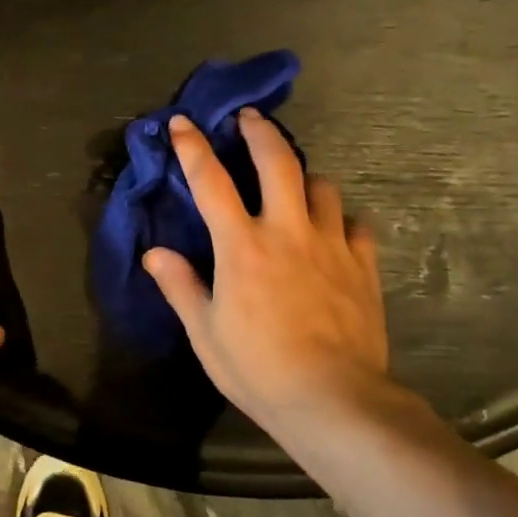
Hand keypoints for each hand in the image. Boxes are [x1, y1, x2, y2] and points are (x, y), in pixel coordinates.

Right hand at [143, 110, 407, 439]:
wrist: (335, 400)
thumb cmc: (259, 368)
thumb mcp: (206, 333)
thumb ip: (181, 286)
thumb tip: (154, 252)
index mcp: (242, 246)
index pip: (210, 182)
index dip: (193, 147)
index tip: (183, 122)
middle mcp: (287, 231)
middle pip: (277, 161)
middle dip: (261, 131)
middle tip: (251, 116)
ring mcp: (331, 245)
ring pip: (322, 186)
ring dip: (304, 175)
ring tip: (295, 181)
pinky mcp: (363, 266)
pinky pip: (355, 225)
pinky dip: (341, 219)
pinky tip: (334, 230)